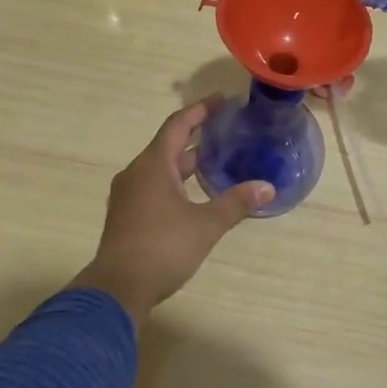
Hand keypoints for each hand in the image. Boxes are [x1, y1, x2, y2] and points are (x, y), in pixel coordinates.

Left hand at [69, 101, 272, 322]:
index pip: (178, 125)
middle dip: (196, 136)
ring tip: (215, 161)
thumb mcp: (206, 224)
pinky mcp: (126, 215)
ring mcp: (128, 195)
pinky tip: (193, 195)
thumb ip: (236, 203)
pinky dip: (175, 182)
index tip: (221, 100)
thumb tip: (267, 187)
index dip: (200, 110)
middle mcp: (137, 172)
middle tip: (225, 131)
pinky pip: (153, 186)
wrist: (119, 287)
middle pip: (168, 145)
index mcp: (153, 165)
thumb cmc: (163, 247)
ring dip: (186, 162)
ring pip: (160, 168)